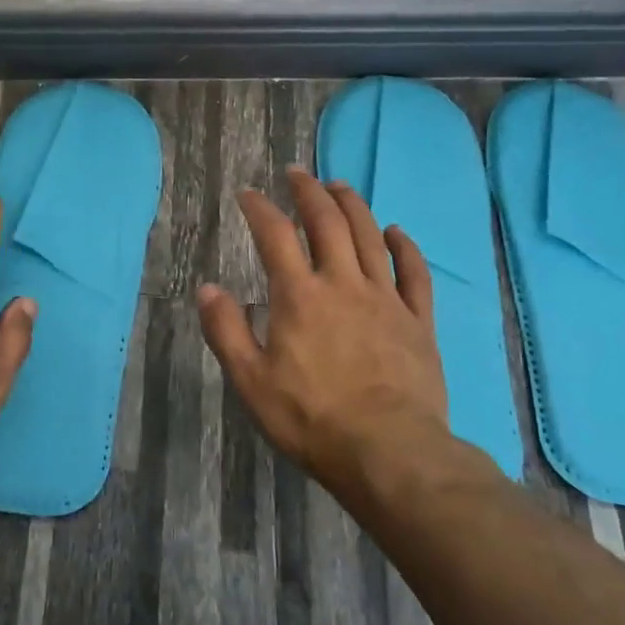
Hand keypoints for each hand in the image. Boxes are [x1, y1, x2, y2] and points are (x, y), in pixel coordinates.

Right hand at [198, 168, 489, 496]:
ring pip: (369, 237)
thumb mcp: (251, 381)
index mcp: (299, 296)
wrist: (389, 451)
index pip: (275, 236)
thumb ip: (226, 330)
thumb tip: (207, 288)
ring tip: (339, 185)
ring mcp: (385, 299)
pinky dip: (404, 246)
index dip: (259, 208)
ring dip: (353, 205)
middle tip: (297, 172)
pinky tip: (395, 231)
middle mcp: (342, 284)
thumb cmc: (311, 418)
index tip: (248, 193)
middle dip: (309, 192)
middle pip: (327, 223)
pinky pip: (413, 272)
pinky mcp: (417, 320)